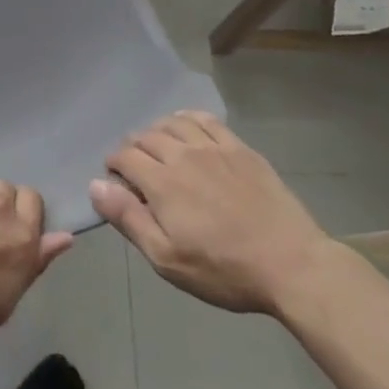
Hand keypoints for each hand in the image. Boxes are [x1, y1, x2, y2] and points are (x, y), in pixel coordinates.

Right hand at [91, 110, 335, 315]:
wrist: (292, 264)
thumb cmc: (224, 270)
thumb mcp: (167, 258)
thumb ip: (129, 218)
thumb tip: (96, 185)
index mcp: (162, 181)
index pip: (123, 156)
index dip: (113, 166)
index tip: (117, 183)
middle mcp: (183, 154)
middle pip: (145, 136)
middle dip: (132, 149)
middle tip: (136, 171)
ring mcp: (214, 147)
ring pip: (173, 123)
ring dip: (157, 132)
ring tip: (159, 149)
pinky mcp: (240, 148)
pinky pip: (206, 120)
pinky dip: (188, 119)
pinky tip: (187, 128)